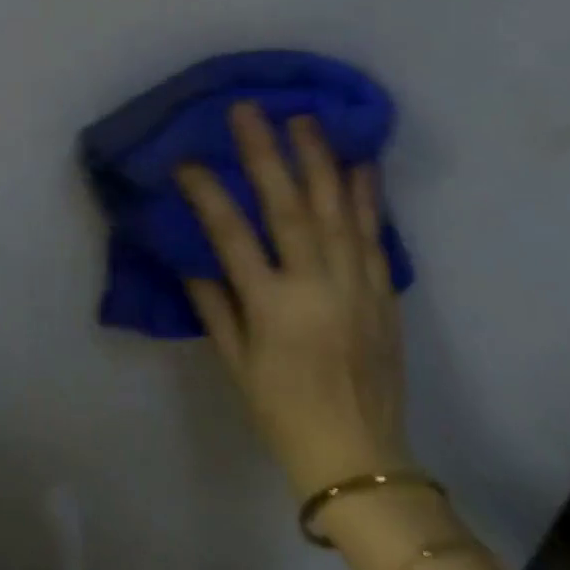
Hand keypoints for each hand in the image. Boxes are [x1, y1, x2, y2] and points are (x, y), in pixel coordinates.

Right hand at [178, 103, 410, 498]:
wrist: (361, 459)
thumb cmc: (283, 411)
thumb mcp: (234, 362)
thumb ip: (212, 302)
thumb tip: (189, 251)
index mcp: (273, 308)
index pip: (231, 235)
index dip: (206, 192)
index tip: (186, 160)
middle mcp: (317, 287)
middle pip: (289, 207)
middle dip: (266, 153)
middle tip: (250, 110)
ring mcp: (357, 286)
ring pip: (337, 210)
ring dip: (319, 160)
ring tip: (304, 118)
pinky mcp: (383, 292)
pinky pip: (374, 234)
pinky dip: (367, 195)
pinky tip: (360, 162)